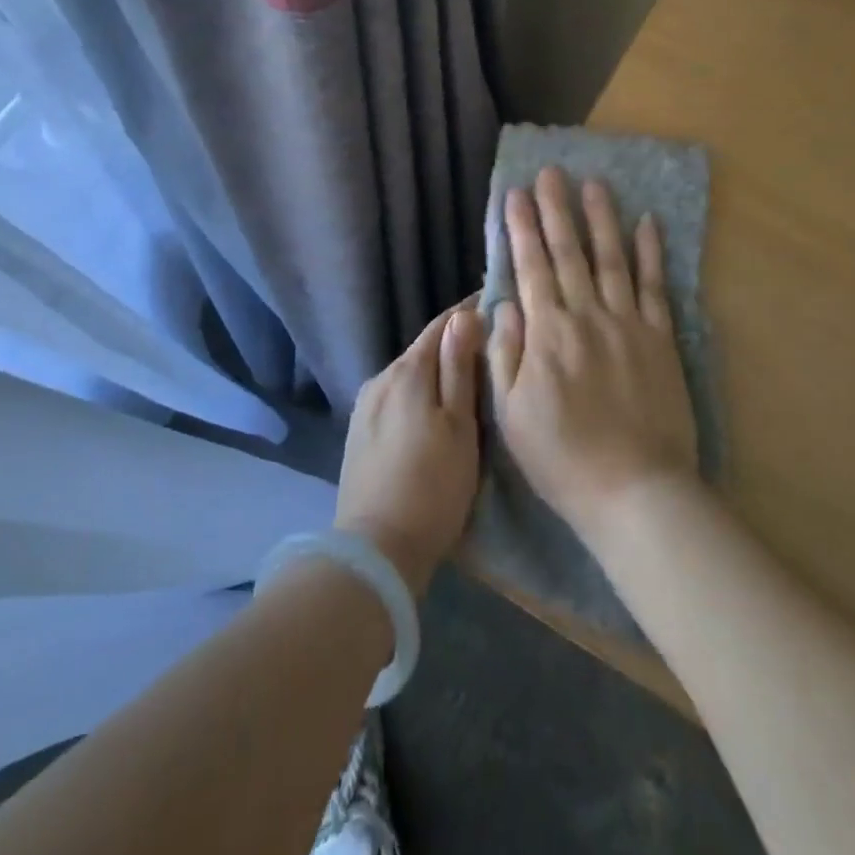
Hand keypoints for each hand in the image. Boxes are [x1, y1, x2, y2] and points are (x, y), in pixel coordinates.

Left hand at [335, 304, 484, 596]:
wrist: (375, 549)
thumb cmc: (432, 486)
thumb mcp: (459, 426)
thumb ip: (459, 368)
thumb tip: (464, 315)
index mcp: (408, 371)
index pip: (441, 325)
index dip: (468, 313)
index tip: (495, 306)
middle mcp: (381, 378)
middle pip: (424, 350)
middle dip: (454, 344)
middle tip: (490, 350)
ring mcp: (365, 406)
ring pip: (409, 375)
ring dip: (436, 373)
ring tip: (466, 384)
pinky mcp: (359, 432)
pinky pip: (395, 398)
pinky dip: (418, 396)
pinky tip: (432, 414)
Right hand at [488, 167, 698, 548]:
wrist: (634, 489)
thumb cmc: (561, 457)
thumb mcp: (510, 414)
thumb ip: (504, 354)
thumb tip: (504, 304)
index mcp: (546, 333)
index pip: (530, 267)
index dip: (521, 228)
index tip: (515, 194)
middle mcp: (586, 315)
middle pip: (569, 252)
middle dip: (557, 209)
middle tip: (551, 172)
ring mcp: (628, 323)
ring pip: (612, 258)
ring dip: (601, 218)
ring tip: (594, 183)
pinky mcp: (660, 338)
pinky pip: (655, 286)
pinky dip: (651, 252)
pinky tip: (647, 222)